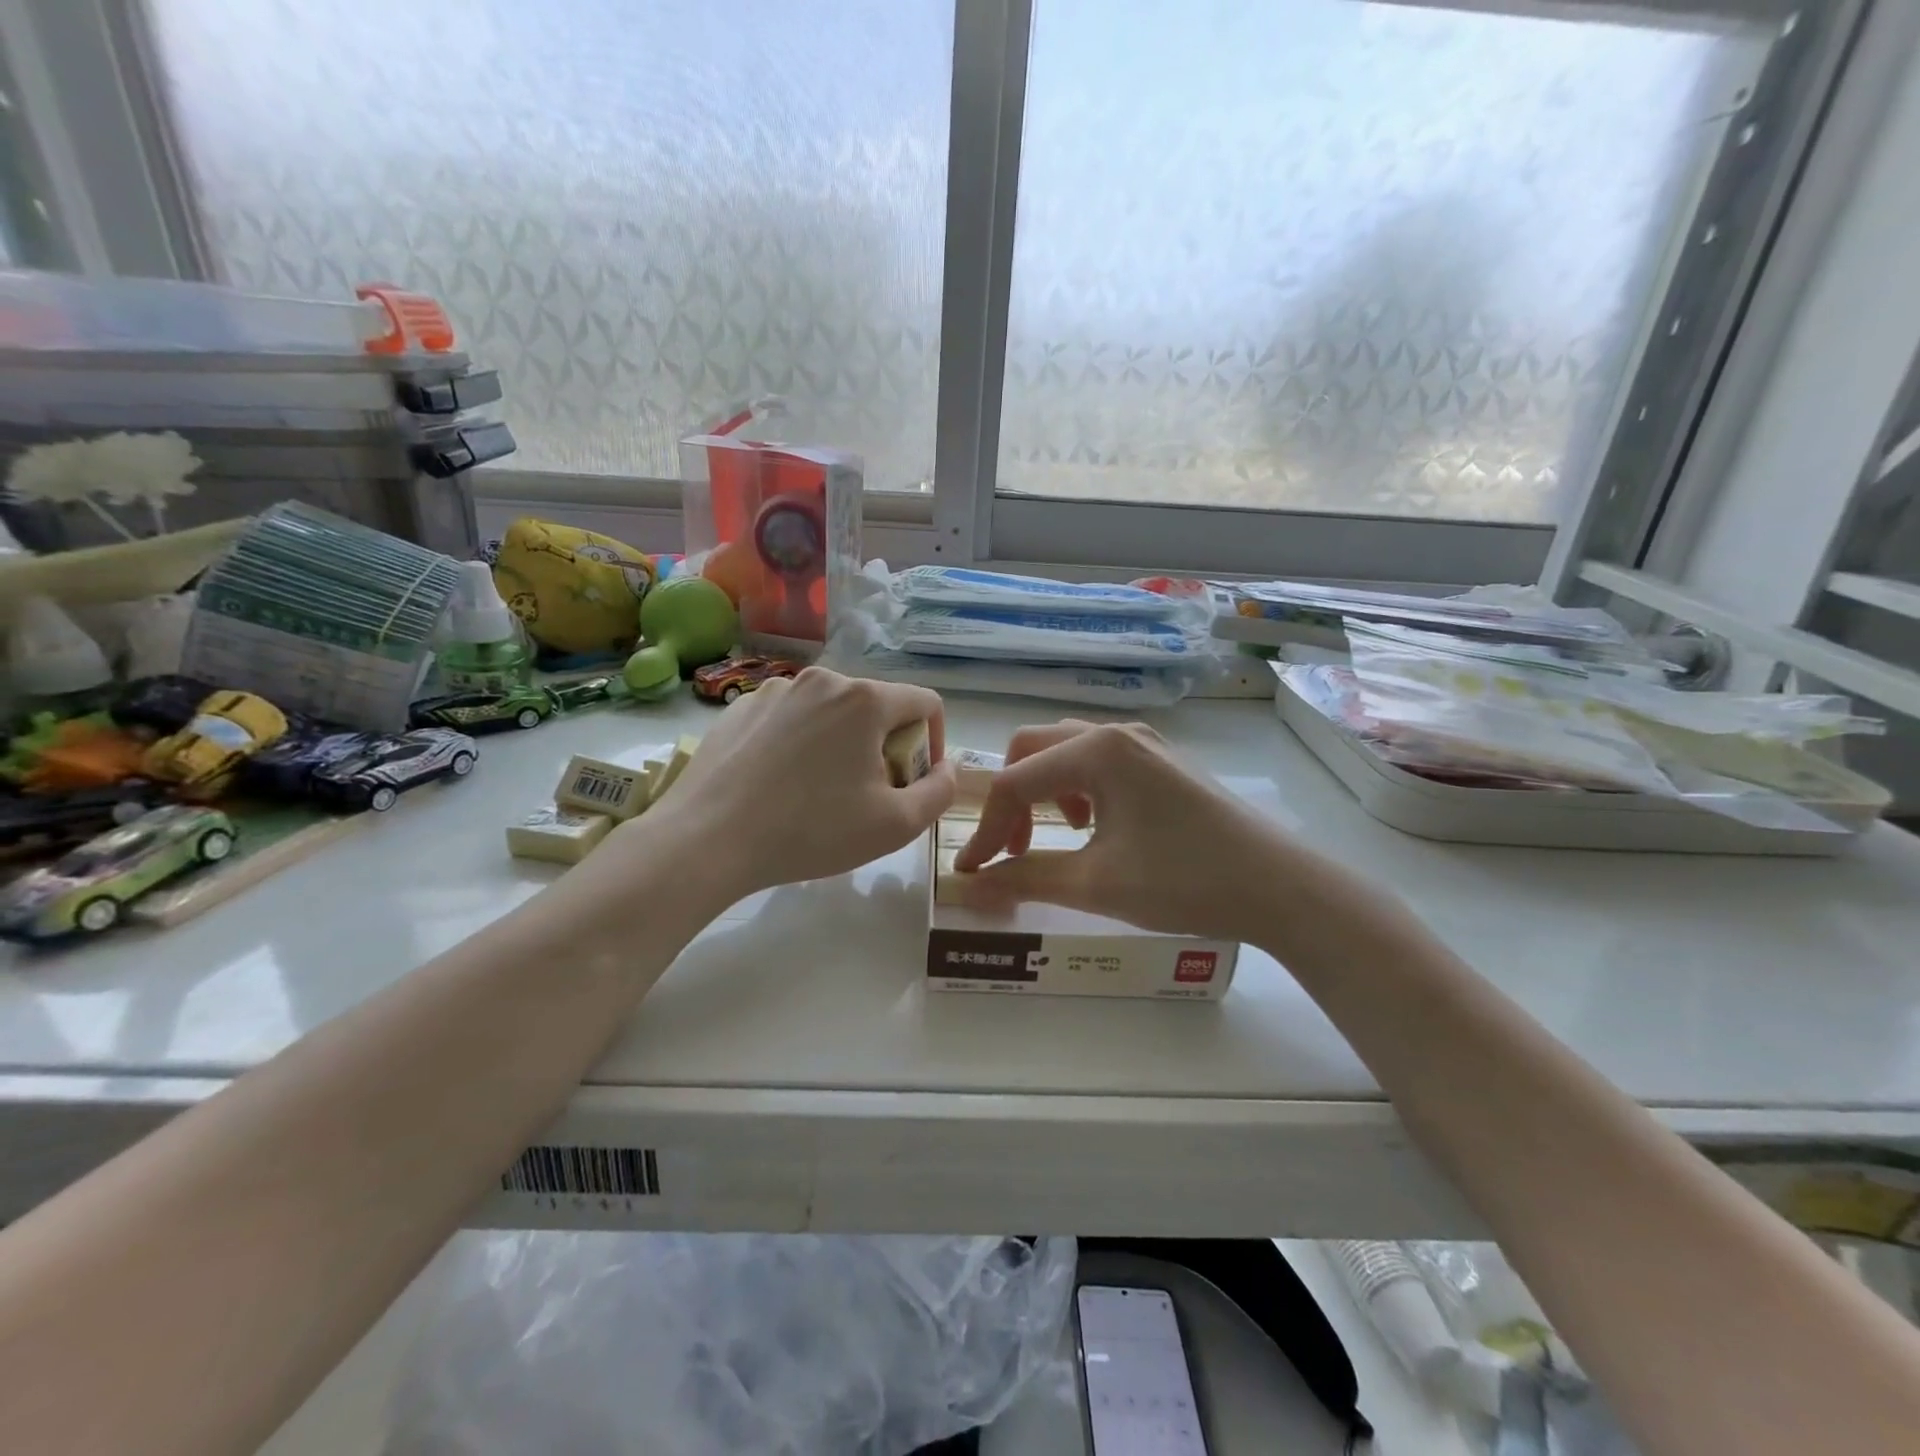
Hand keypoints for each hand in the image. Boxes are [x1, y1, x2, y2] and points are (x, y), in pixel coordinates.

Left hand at [638, 667, 955, 897]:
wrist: (707, 839)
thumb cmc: (812, 831)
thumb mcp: (896, 824)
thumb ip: (939, 792)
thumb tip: (946, 768)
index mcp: (865, 700)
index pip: (926, 703)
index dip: (934, 742)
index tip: (916, 780)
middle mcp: (822, 680)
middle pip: (877, 707)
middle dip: (886, 746)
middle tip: (869, 795)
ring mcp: (775, 690)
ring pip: (831, 712)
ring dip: (842, 744)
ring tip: (820, 792)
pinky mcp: (739, 708)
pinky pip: (789, 719)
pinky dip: (799, 744)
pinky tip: (778, 784)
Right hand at [953, 720, 1288, 943]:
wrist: (1279, 887)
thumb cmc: (1184, 880)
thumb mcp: (1096, 884)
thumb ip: (1025, 879)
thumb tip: (969, 887)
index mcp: (1097, 750)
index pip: (1014, 782)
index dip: (986, 828)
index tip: (971, 871)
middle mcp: (1116, 732)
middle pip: (1033, 749)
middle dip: (1011, 799)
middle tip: (1014, 849)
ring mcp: (1144, 743)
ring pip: (1065, 751)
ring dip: (1043, 790)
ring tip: (1055, 836)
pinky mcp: (1161, 761)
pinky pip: (1098, 761)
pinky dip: (1076, 788)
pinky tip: (1095, 827)